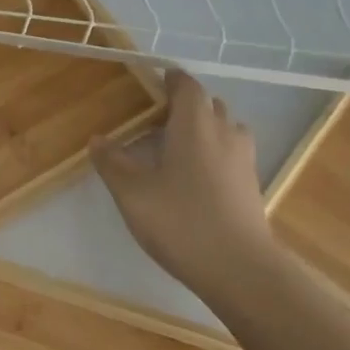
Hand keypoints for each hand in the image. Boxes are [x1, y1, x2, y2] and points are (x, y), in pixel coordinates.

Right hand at [91, 69, 282, 295]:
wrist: (239, 268)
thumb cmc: (181, 221)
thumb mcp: (133, 194)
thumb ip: (113, 163)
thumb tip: (97, 139)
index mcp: (195, 124)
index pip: (187, 86)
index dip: (170, 80)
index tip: (151, 83)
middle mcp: (224, 132)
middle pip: (207, 104)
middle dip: (183, 105)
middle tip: (154, 121)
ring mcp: (243, 158)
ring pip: (224, 127)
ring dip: (202, 128)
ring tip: (175, 148)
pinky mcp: (251, 183)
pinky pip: (231, 151)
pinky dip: (213, 151)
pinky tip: (194, 177)